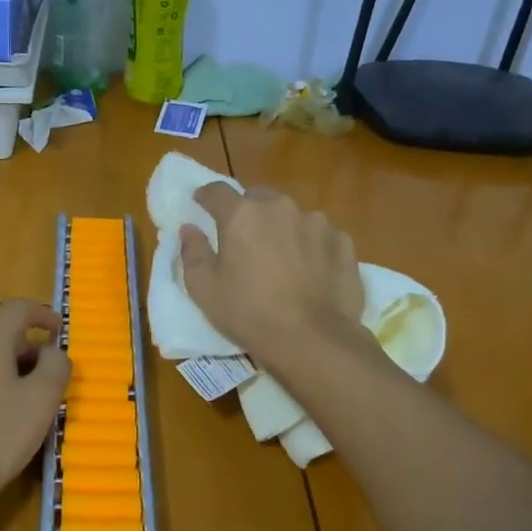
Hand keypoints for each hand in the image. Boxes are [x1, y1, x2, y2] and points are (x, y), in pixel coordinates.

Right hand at [179, 183, 365, 364]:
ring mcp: (316, 222)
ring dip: (283, 228)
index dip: (206, 197)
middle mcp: (279, 208)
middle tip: (245, 240)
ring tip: (283, 259)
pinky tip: (311, 271)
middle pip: (257, 198)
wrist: (313, 339)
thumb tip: (189, 228)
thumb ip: (193, 252)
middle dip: (248, 212)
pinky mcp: (343, 242)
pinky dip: (312, 246)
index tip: (201, 205)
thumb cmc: (249, 313)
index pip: (217, 191)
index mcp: (241, 215)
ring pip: (292, 215)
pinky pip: (320, 235)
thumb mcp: (204, 289)